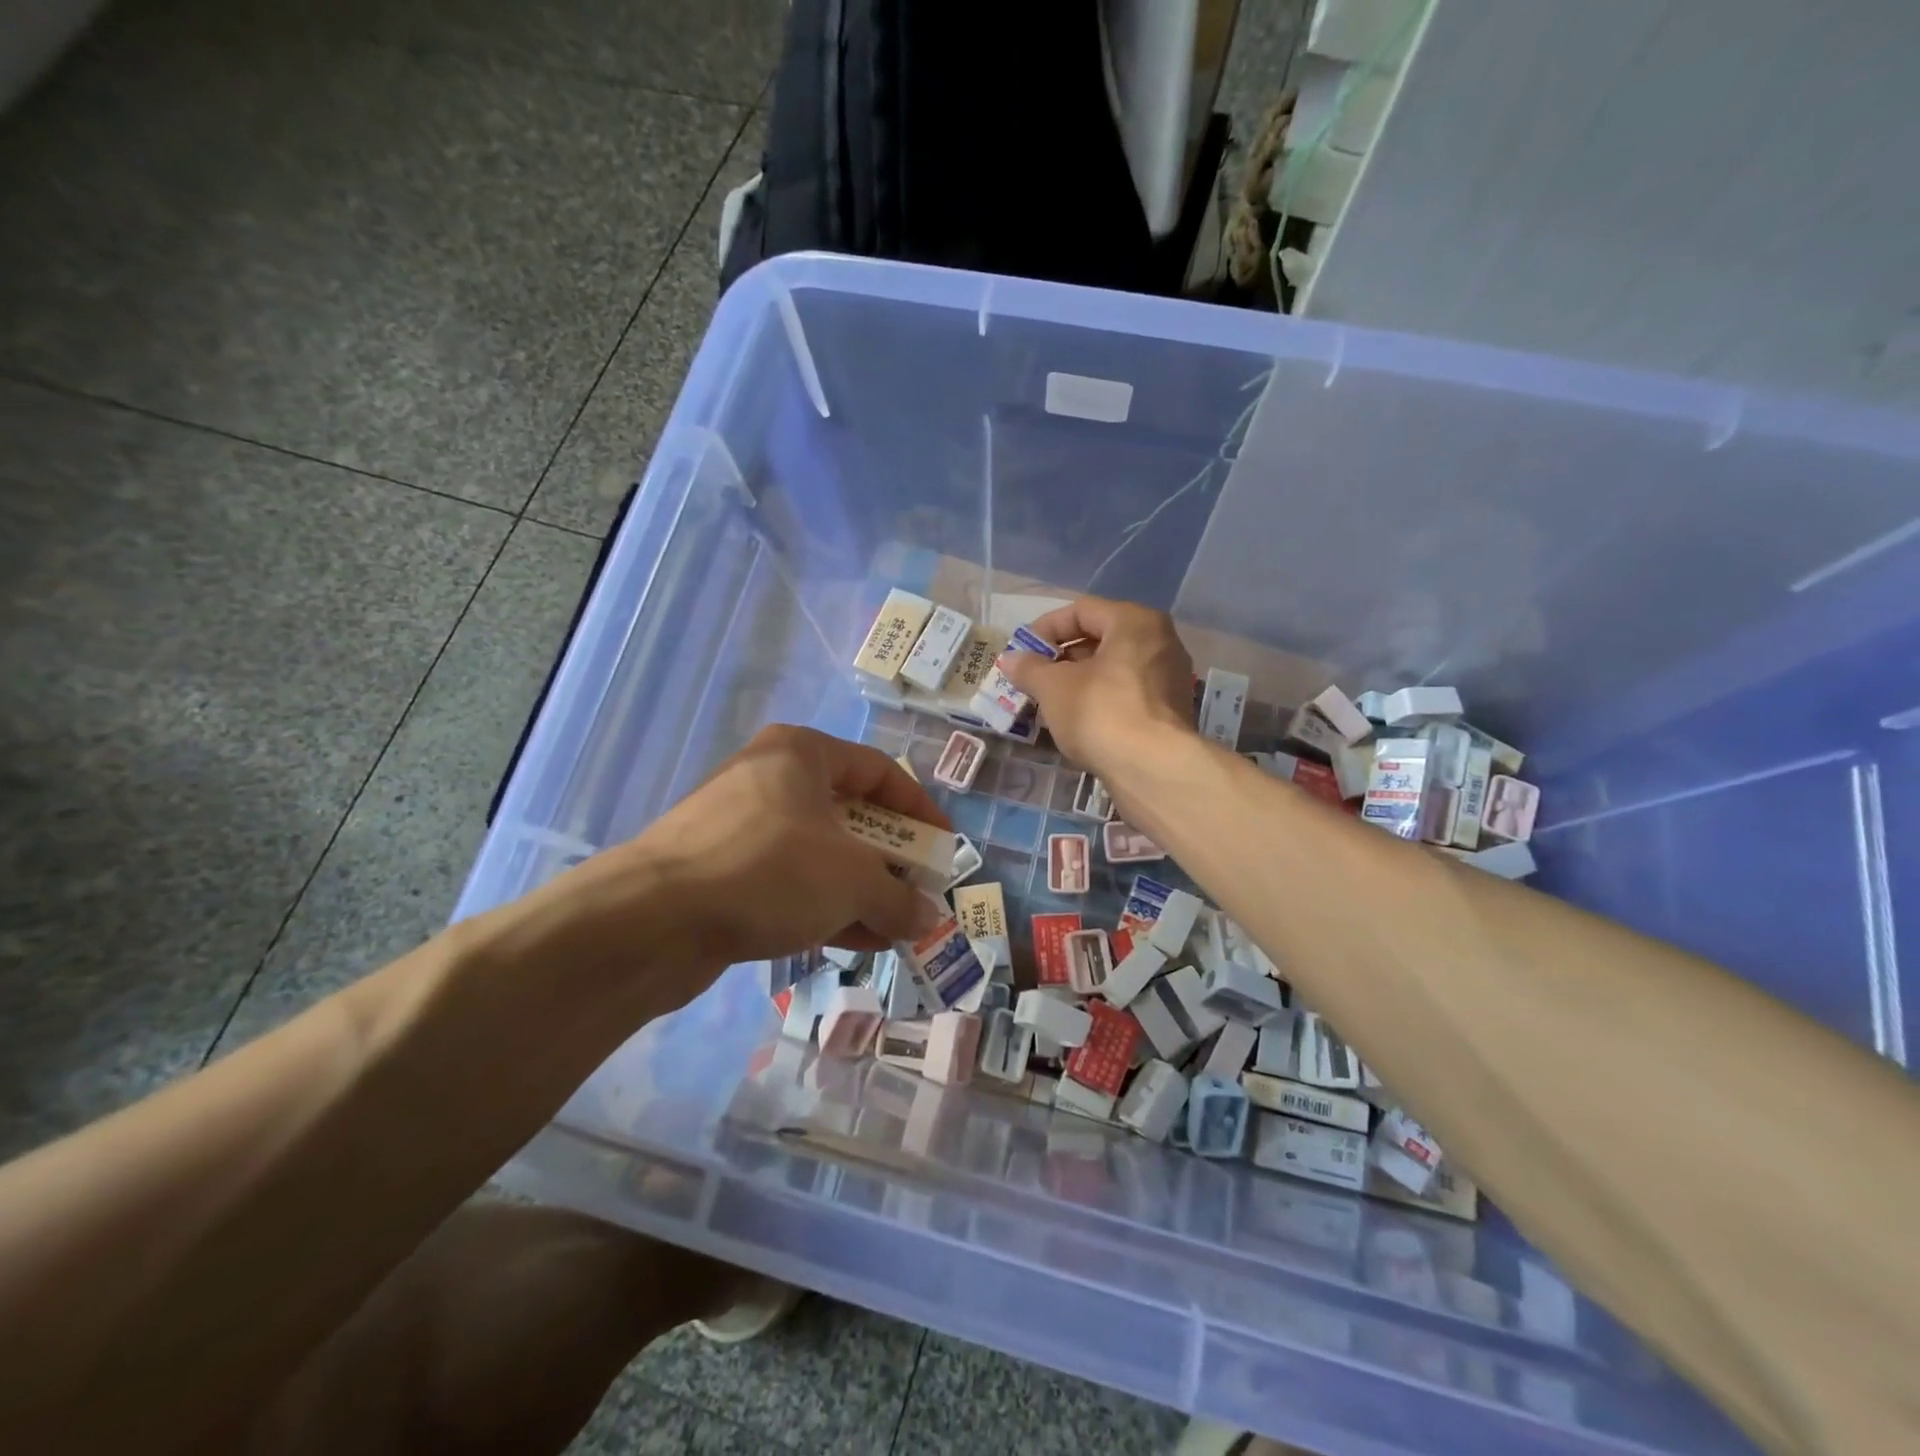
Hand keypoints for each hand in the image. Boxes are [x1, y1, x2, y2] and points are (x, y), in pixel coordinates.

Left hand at [529, 726, 951, 983]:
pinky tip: (854, 941)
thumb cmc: (770, 870)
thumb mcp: (852, 881)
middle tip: (916, 893)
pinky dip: (823, 905)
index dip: (921, 810)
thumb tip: (926, 919)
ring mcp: (740, 824)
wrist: (652, 919)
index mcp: (802, 753)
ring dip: (860, 890)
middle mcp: (771, 778)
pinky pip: (787, 880)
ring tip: (893, 928)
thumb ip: (898, 897)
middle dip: (889, 860)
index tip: (944, 848)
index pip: (880, 771)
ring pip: (819, 852)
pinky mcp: (720, 868)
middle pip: (849, 814)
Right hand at [1001, 596, 1194, 771]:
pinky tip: (1078, 721)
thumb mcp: (1053, 687)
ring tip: (1050, 701)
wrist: (1153, 769)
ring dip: (1079, 680)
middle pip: (1100, 638)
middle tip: (1033, 678)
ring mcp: (1169, 677)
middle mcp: (1160, 640)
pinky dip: (1100, 700)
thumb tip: (1010, 659)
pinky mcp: (1170, 710)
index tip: (1022, 652)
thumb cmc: (1100, 713)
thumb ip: (1029, 668)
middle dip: (1062, 657)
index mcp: (1134, 621)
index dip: (1045, 628)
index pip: (1081, 610)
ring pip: (1114, 668)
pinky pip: (1127, 693)